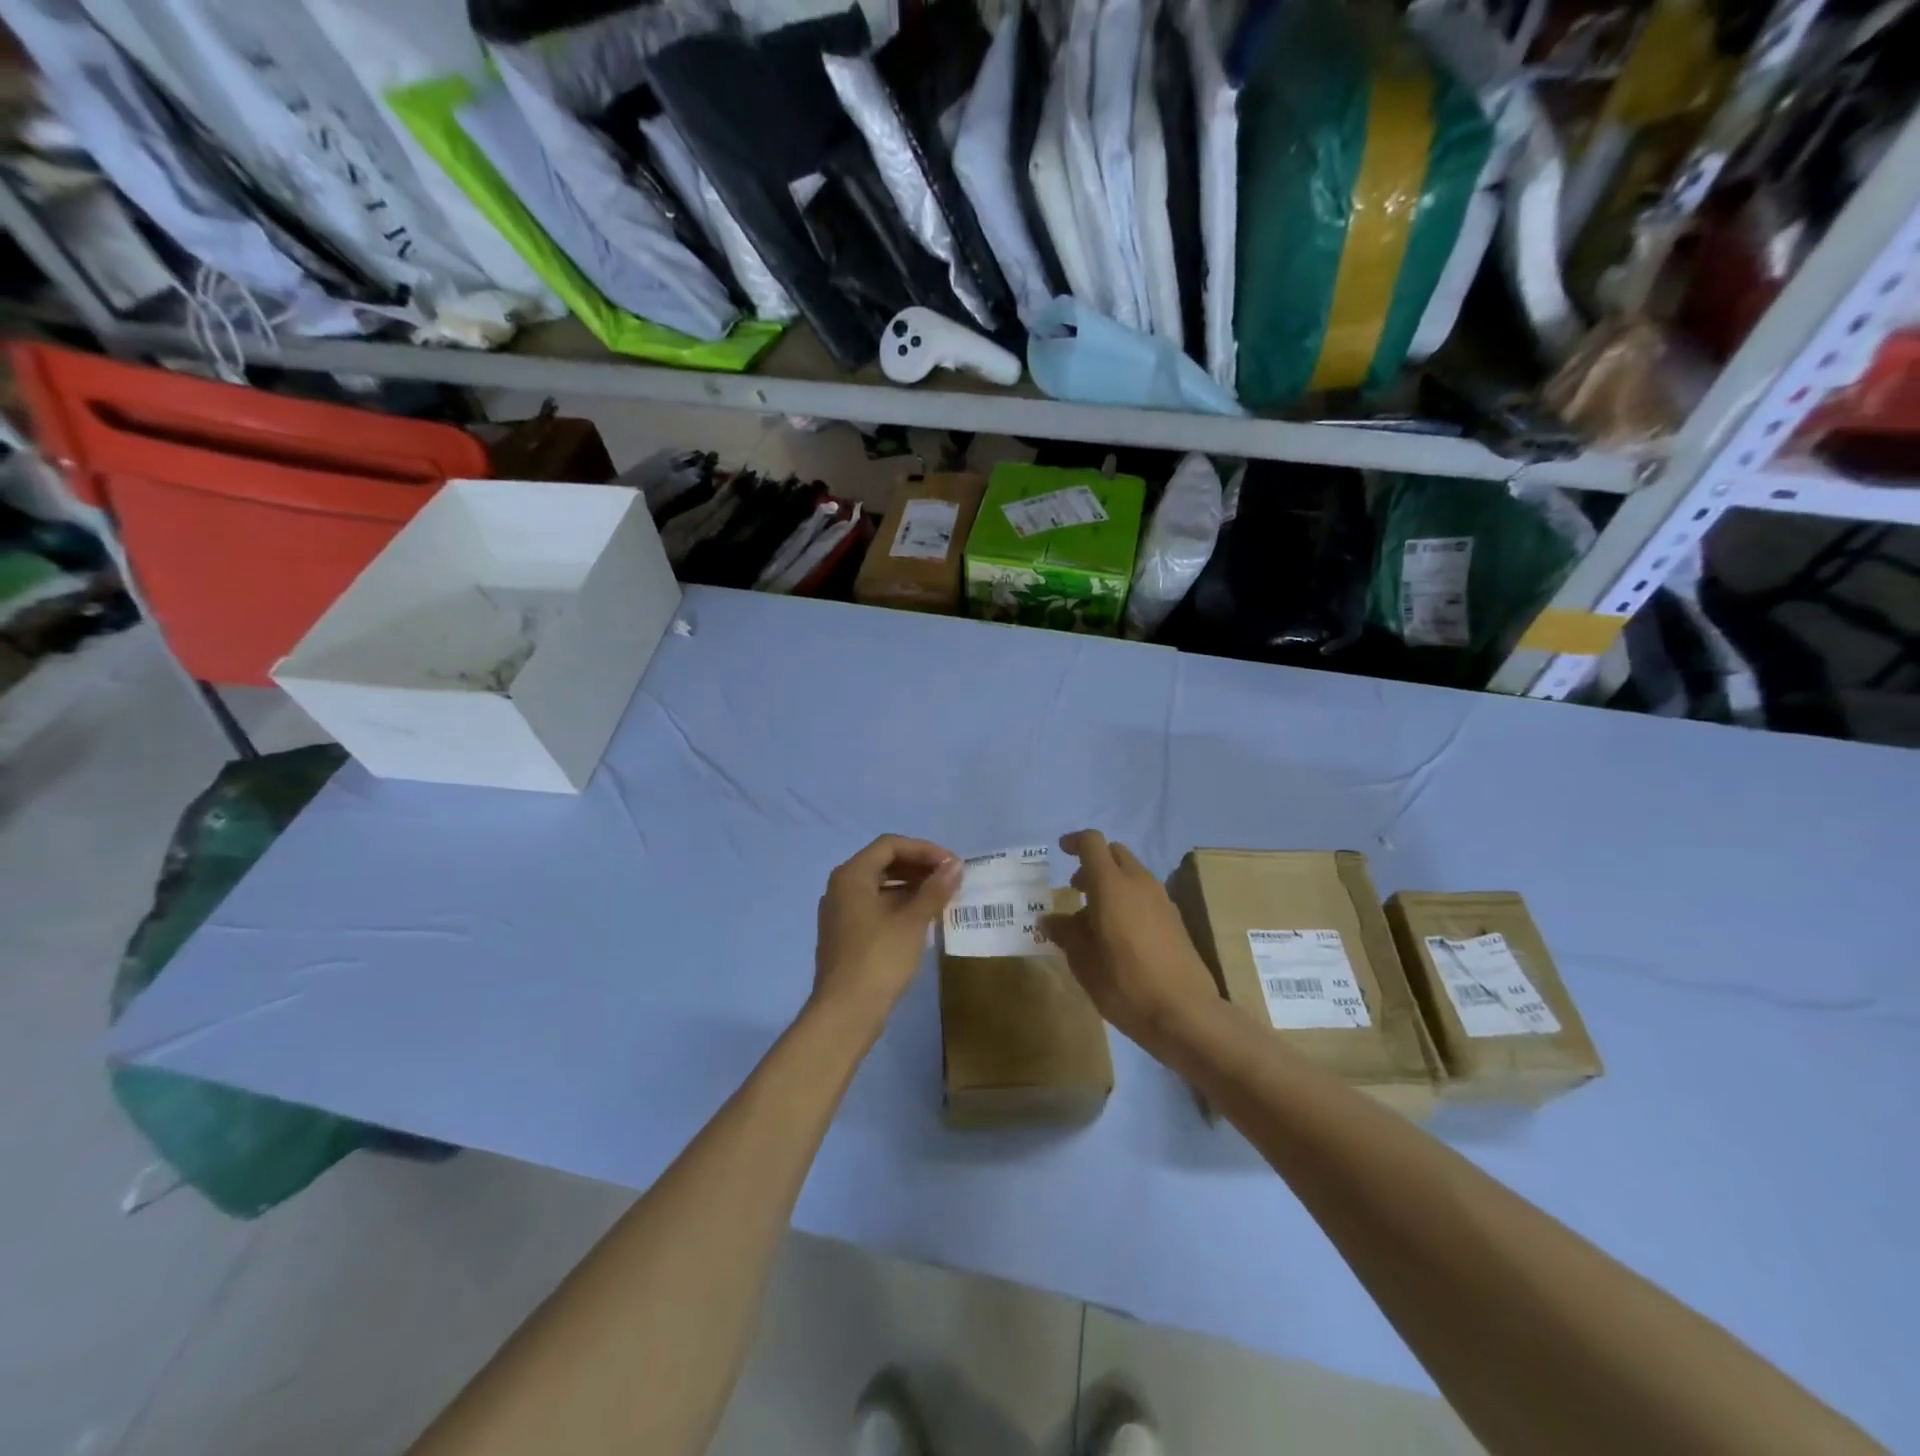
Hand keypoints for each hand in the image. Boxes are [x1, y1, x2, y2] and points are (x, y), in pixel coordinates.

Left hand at [812, 835, 961, 1028]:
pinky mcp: (845, 935)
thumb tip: (955, 866)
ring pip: (879, 886)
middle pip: (883, 863)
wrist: (846, 1013)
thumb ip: (934, 890)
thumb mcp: (913, 922)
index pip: (890, 845)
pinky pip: (874, 906)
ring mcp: (840, 912)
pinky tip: (922, 918)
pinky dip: (899, 905)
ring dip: (911, 886)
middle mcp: (841, 887)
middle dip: (918, 866)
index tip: (952, 864)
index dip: (924, 849)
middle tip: (950, 878)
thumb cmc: (879, 959)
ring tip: (942, 897)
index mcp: (852, 875)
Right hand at [1042, 830, 1220, 1052]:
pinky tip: (1121, 934)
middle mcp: (1139, 883)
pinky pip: (1146, 894)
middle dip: (1094, 863)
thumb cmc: (1126, 985)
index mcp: (1112, 885)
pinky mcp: (1176, 919)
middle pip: (1115, 854)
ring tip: (1096, 918)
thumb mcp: (1084, 962)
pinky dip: (1129, 899)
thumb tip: (1049, 920)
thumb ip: (1065, 934)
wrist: (1185, 1013)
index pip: (1092, 843)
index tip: (1061, 851)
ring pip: (1132, 874)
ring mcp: (1162, 899)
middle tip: (1077, 890)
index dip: (1074, 842)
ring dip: (1112, 883)